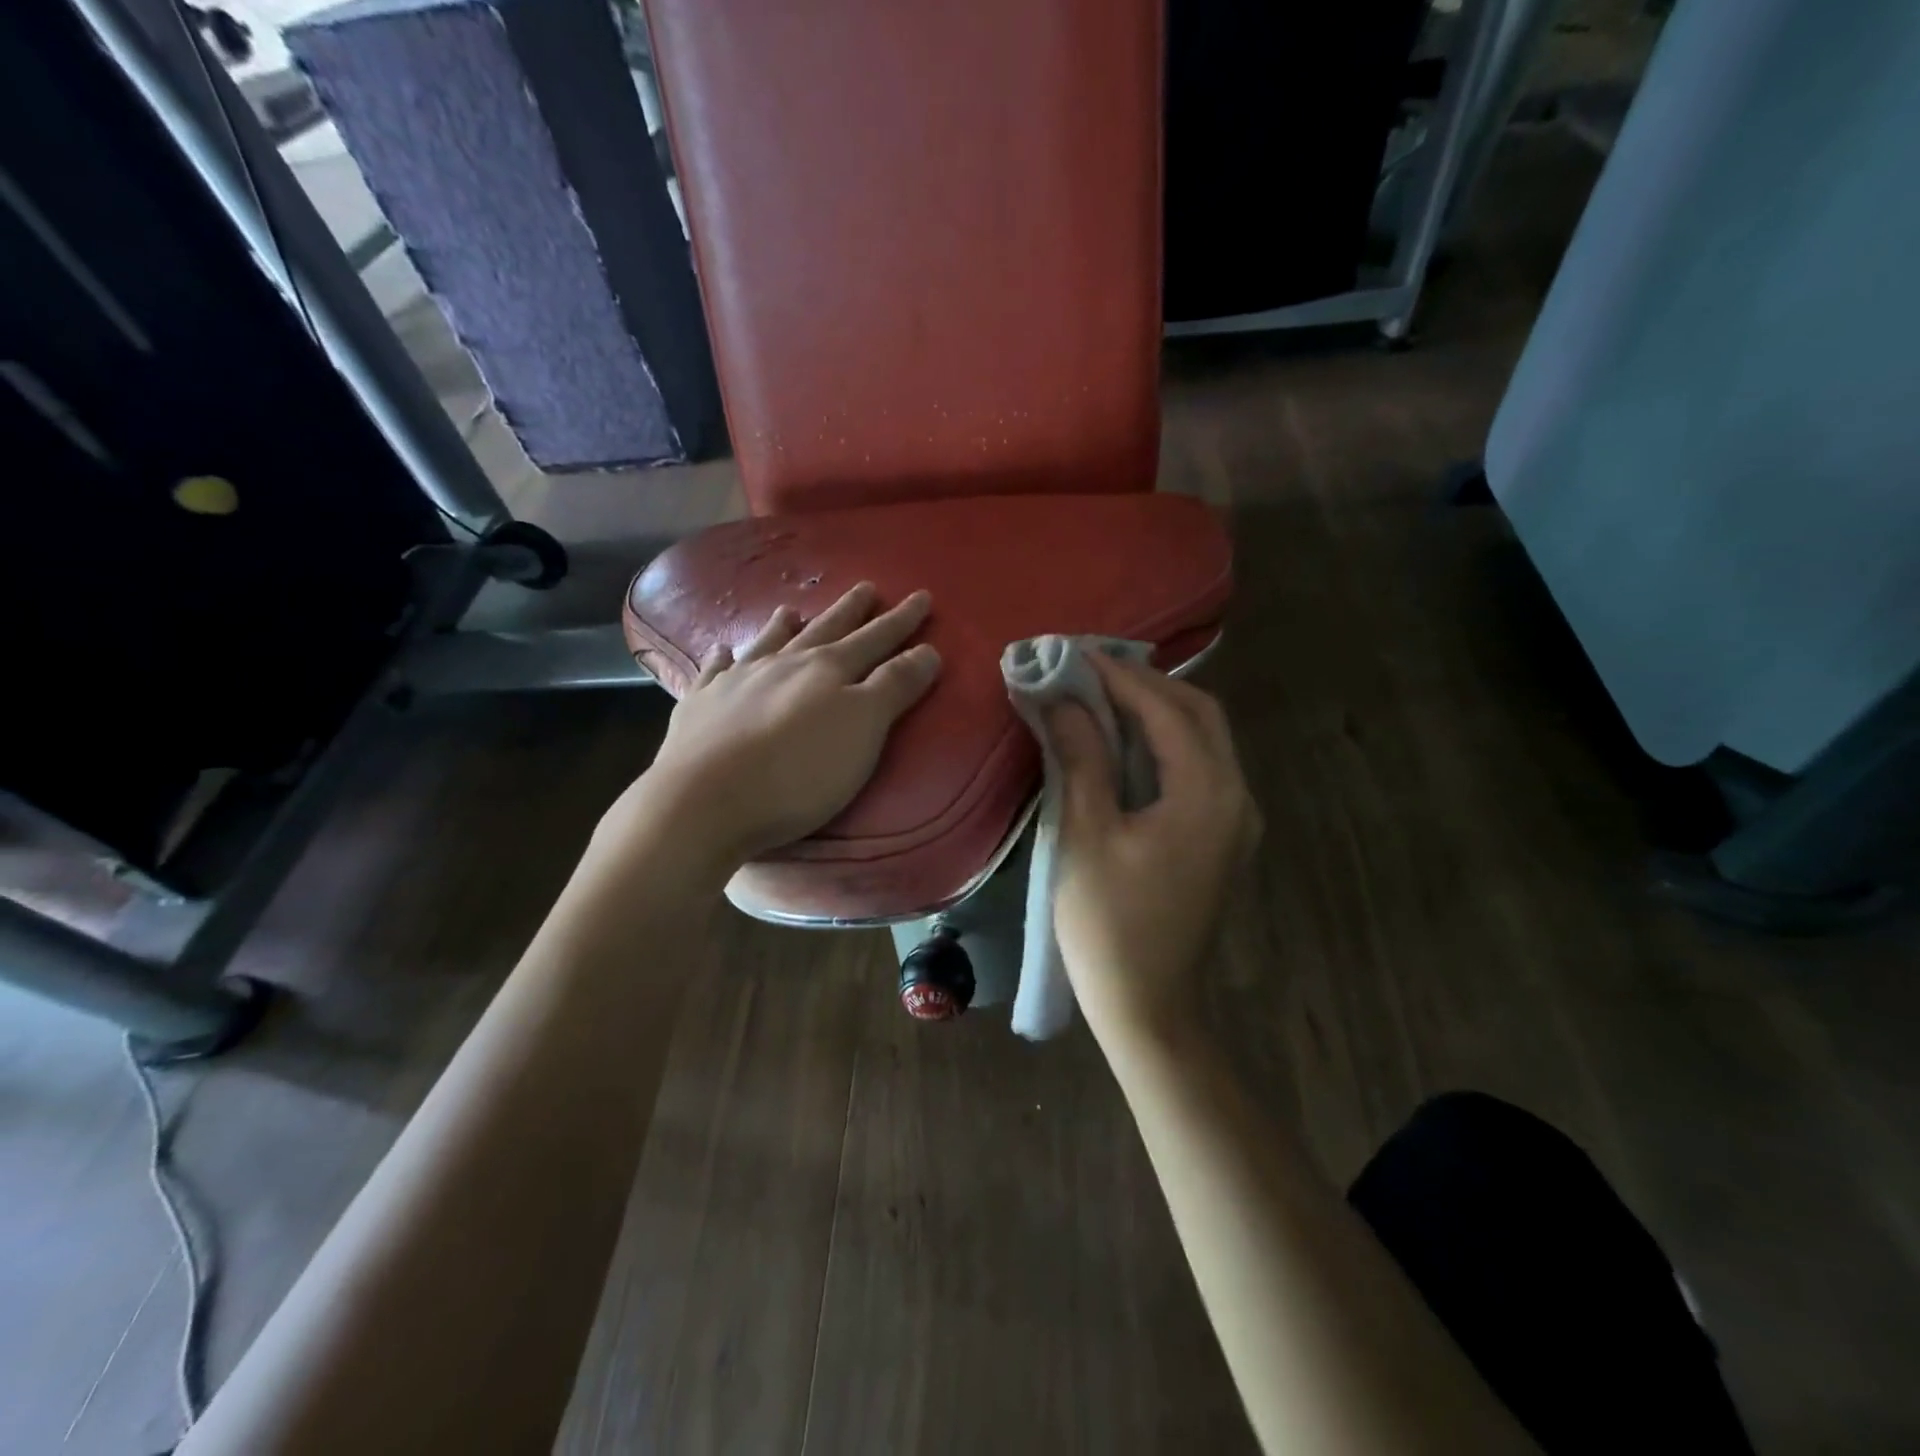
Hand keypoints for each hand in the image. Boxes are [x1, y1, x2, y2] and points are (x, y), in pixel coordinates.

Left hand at [606, 582, 940, 871]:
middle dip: (850, 611)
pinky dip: (722, 659)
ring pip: (767, 644)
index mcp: (827, 670)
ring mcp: (737, 682)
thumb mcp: (863, 728)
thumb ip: (895, 687)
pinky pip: (715, 672)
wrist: (705, 801)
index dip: (901, 621)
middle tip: (866, 588)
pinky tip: (722, 652)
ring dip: (783, 627)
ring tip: (791, 610)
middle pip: (824, 631)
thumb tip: (927, 649)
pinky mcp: (701, 707)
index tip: (921, 597)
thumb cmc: (798, 771)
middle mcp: (783, 665)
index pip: (875, 639)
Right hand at [1049, 656, 1259, 1048]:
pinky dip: (1166, 742)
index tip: (1075, 652)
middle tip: (1090, 668)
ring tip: (1103, 693)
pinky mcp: (1224, 838)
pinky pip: (1201, 768)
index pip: (1167, 709)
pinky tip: (1128, 741)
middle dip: (1146, 684)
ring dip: (1158, 709)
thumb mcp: (1087, 835)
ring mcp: (1236, 820)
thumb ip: (1081, 757)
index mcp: (1207, 793)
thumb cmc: (1109, 924)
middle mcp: (1236, 797)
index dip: (1119, 676)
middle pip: (1199, 714)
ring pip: (1205, 739)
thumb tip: (1061, 698)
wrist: (1150, 1006)